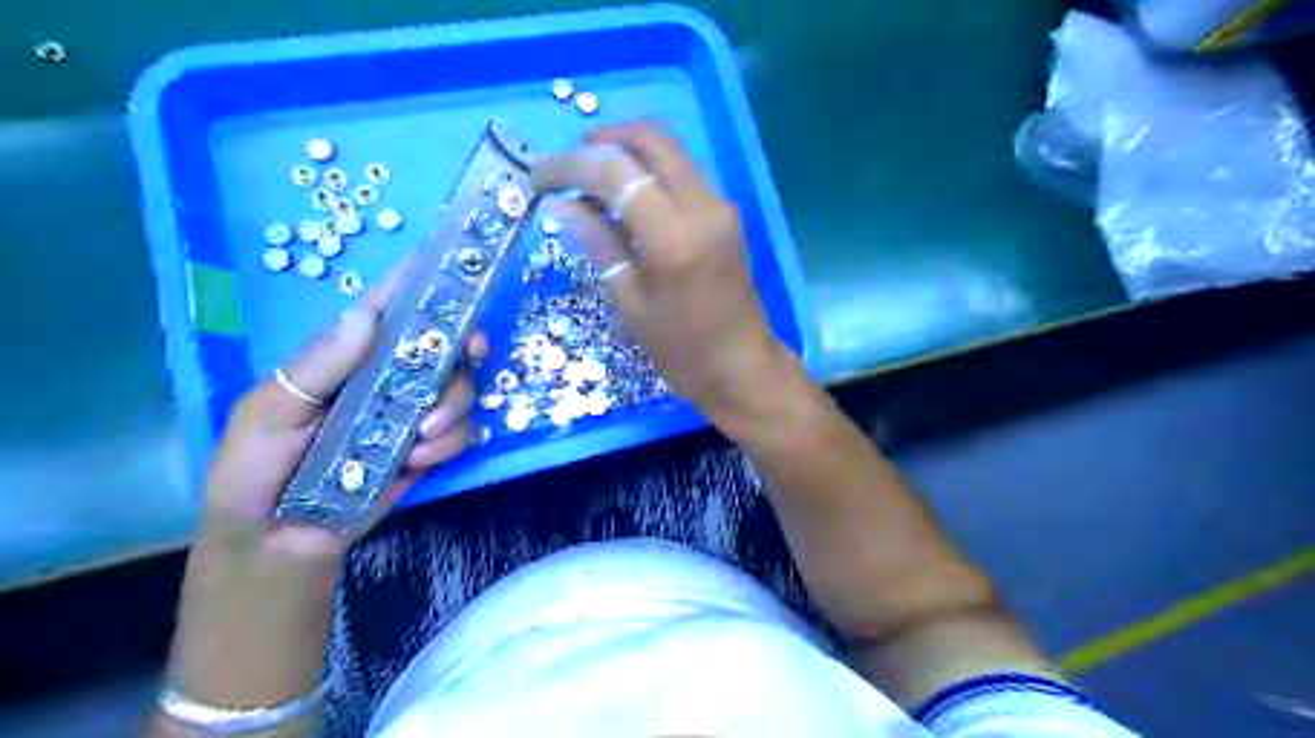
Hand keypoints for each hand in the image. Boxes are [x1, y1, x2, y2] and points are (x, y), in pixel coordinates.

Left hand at [204, 268, 486, 561]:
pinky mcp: (428, 446)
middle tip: (468, 355)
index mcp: (345, 357)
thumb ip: (316, 368)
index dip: (421, 282)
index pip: (386, 307)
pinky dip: (450, 441)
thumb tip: (366, 317)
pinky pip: (463, 431)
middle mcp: (386, 377)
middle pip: (443, 344)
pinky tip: (419, 459)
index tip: (457, 268)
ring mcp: (411, 412)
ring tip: (418, 438)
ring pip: (461, 388)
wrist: (278, 543)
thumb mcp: (267, 414)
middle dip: (463, 347)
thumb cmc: (255, 471)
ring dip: (453, 407)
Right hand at [534, 125, 800, 423]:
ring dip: (625, 153)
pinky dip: (648, 172)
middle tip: (567, 168)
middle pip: (650, 140)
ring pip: (669, 152)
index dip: (570, 165)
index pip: (616, 171)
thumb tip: (561, 205)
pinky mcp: (726, 214)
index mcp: (675, 238)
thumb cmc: (683, 351)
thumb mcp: (632, 304)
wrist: (744, 368)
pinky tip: (624, 198)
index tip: (538, 178)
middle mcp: (704, 208)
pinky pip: (682, 174)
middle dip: (601, 141)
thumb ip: (599, 246)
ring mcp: (721, 207)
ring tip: (589, 183)